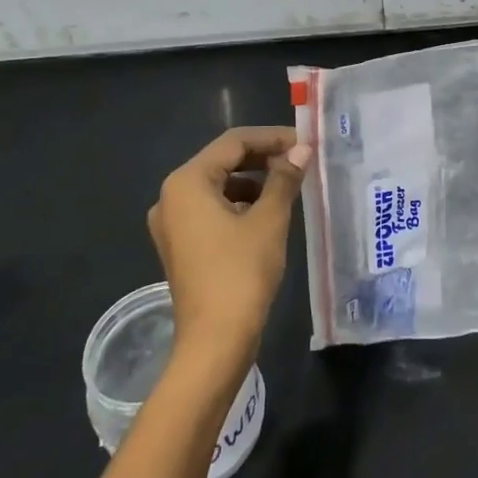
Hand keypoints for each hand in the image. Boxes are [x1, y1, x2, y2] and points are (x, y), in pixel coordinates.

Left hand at [147, 127, 311, 370]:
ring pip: (218, 185)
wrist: (216, 339)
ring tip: (290, 186)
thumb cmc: (242, 272)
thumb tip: (302, 150)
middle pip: (222, 161)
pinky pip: (212, 209)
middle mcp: (172, 196)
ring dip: (253, 181)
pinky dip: (240, 203)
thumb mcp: (269, 220)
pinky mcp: (181, 244)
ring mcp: (173, 222)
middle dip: (263, 158)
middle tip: (301, 162)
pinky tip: (268, 212)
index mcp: (187, 182)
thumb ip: (284, 179)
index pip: (233, 142)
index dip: (272, 137)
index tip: (306, 143)